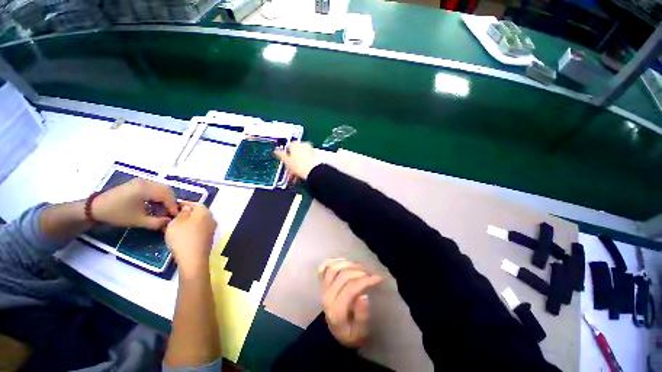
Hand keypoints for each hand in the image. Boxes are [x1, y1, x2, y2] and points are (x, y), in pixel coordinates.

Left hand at [93, 178, 178, 229]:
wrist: (96, 208)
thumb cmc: (117, 214)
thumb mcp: (137, 221)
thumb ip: (156, 222)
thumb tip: (170, 222)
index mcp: (145, 188)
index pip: (167, 195)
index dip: (173, 206)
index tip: (175, 216)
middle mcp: (146, 181)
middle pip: (166, 190)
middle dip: (171, 201)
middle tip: (170, 213)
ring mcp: (142, 181)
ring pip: (162, 188)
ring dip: (166, 199)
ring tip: (163, 210)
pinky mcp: (139, 183)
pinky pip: (155, 188)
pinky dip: (159, 196)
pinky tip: (156, 205)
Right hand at [164, 202, 216, 274]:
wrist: (193, 258)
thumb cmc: (183, 237)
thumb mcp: (176, 222)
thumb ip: (182, 212)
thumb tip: (187, 208)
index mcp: (205, 212)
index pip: (196, 203)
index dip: (184, 204)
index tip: (173, 207)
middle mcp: (211, 219)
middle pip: (198, 212)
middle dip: (186, 213)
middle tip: (172, 217)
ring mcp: (211, 229)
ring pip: (198, 221)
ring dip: (187, 222)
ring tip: (173, 226)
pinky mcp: (208, 238)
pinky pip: (199, 230)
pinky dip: (191, 229)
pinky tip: (181, 234)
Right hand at [274, 141, 315, 181]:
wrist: (312, 172)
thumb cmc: (299, 166)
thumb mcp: (286, 161)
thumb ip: (280, 155)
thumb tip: (276, 151)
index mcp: (295, 144)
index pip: (287, 148)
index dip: (285, 156)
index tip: (284, 162)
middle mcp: (303, 145)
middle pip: (294, 155)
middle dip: (291, 165)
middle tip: (289, 172)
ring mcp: (309, 151)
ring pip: (300, 160)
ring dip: (296, 168)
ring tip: (294, 177)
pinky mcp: (314, 158)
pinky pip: (305, 162)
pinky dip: (302, 168)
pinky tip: (300, 176)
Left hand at [319, 258, 383, 347]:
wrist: (335, 334)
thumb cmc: (351, 333)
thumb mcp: (360, 333)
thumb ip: (362, 317)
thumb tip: (363, 296)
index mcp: (337, 311)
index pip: (351, 288)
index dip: (365, 281)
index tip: (378, 278)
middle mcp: (328, 297)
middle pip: (343, 276)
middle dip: (359, 271)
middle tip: (371, 274)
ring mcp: (323, 289)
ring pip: (333, 269)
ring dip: (348, 264)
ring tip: (360, 267)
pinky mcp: (323, 284)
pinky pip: (324, 268)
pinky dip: (333, 261)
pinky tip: (343, 261)